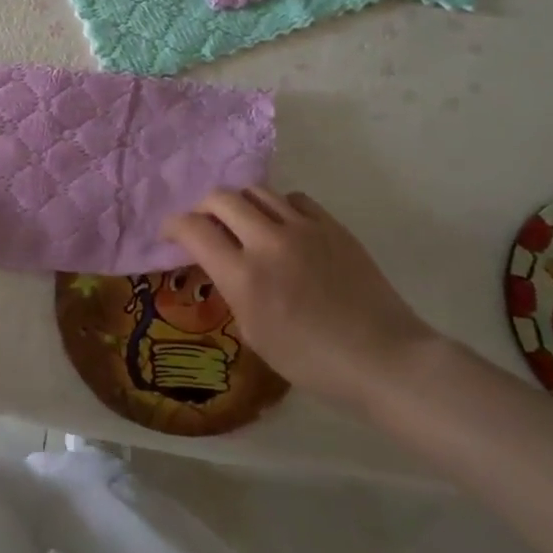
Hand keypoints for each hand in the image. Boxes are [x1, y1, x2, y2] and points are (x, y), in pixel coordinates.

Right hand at [163, 188, 440, 412]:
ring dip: (239, 204)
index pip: (192, 229)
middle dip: (202, 209)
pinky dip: (277, 208)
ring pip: (256, 191)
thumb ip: (232, 289)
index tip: (170, 235)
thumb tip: (222, 264)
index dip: (172, 227)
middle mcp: (268, 242)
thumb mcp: (253, 333)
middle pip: (220, 199)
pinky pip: (293, 199)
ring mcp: (304, 229)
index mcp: (243, 276)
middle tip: (203, 226)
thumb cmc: (311, 360)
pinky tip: (282, 228)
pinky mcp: (332, 226)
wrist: (382, 358)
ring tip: (242, 223)